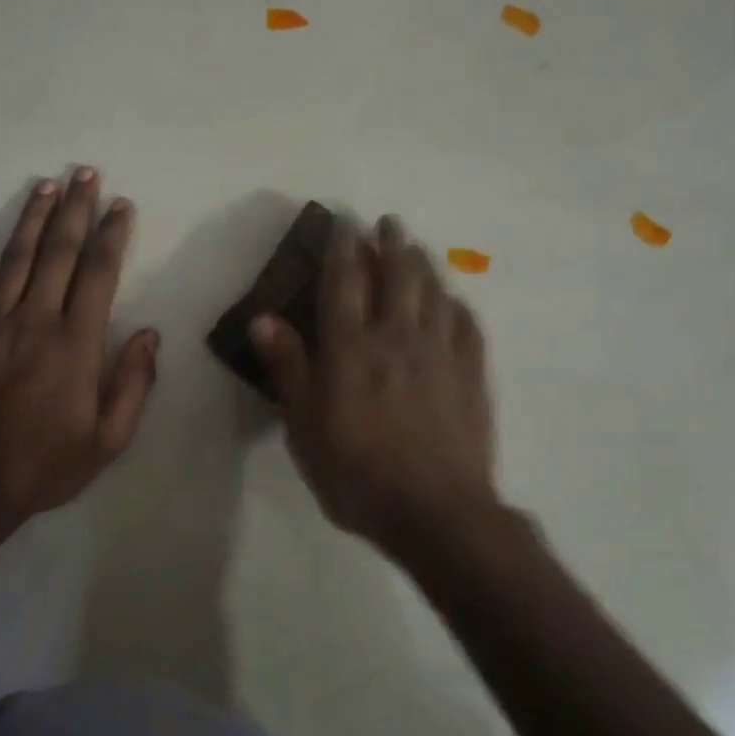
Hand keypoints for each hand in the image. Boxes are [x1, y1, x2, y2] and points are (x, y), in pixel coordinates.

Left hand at [0, 168, 159, 531]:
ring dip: (33, 218)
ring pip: (14, 258)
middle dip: (76, 209)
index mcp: (76, 343)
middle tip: (85, 173)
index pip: (99, 273)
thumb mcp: (109, 439)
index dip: (113, 234)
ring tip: (47, 185)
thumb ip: (133, 384)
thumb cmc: (47, 464)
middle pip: (59, 252)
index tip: (122, 205)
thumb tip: (149, 335)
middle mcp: (34, 320)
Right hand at [251, 215, 497, 550]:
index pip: (345, 280)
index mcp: (351, 347)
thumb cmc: (356, 474)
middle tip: (386, 223)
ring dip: (423, 262)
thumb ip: (288, 367)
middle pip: (398, 273)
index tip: (343, 223)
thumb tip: (262, 317)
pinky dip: (455, 302)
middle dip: (390, 242)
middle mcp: (398, 336)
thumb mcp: (304, 427)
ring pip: (434, 290)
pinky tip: (452, 300)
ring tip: (415, 247)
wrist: (436, 513)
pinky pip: (466, 322)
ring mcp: (441, 352)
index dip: (343, 247)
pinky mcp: (472, 373)